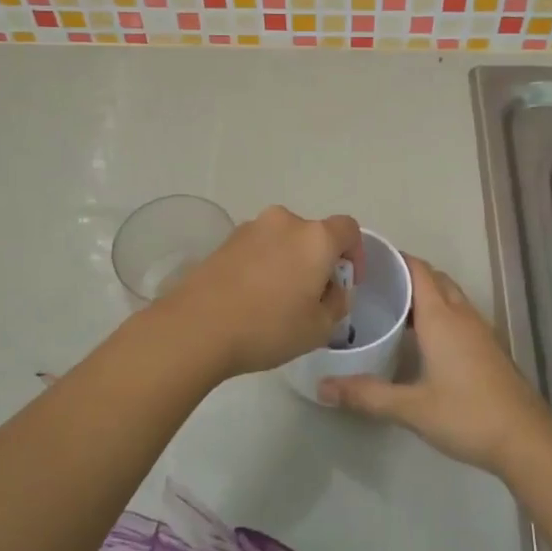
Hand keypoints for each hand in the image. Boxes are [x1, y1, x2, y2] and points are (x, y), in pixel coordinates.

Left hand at [161, 206, 361, 378]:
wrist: (196, 327)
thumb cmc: (268, 327)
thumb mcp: (319, 328)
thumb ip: (337, 303)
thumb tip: (332, 289)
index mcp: (315, 238)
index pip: (348, 230)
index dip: (356, 254)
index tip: (346, 282)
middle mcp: (284, 222)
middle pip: (313, 235)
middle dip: (319, 261)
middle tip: (312, 297)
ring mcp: (250, 228)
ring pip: (283, 241)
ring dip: (289, 262)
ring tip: (278, 301)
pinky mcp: (225, 241)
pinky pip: (257, 248)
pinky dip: (263, 265)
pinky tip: (252, 298)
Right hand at [319, 255, 551, 475]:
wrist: (526, 440)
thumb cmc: (467, 415)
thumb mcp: (411, 408)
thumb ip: (366, 395)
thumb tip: (322, 387)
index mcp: (442, 318)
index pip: (417, 270)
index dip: (394, 259)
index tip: (366, 259)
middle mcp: (462, 315)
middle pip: (434, 279)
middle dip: (407, 275)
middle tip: (373, 286)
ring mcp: (480, 330)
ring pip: (449, 296)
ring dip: (424, 294)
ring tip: (392, 308)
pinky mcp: (489, 348)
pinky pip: (459, 314)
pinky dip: (439, 313)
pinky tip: (422, 339)